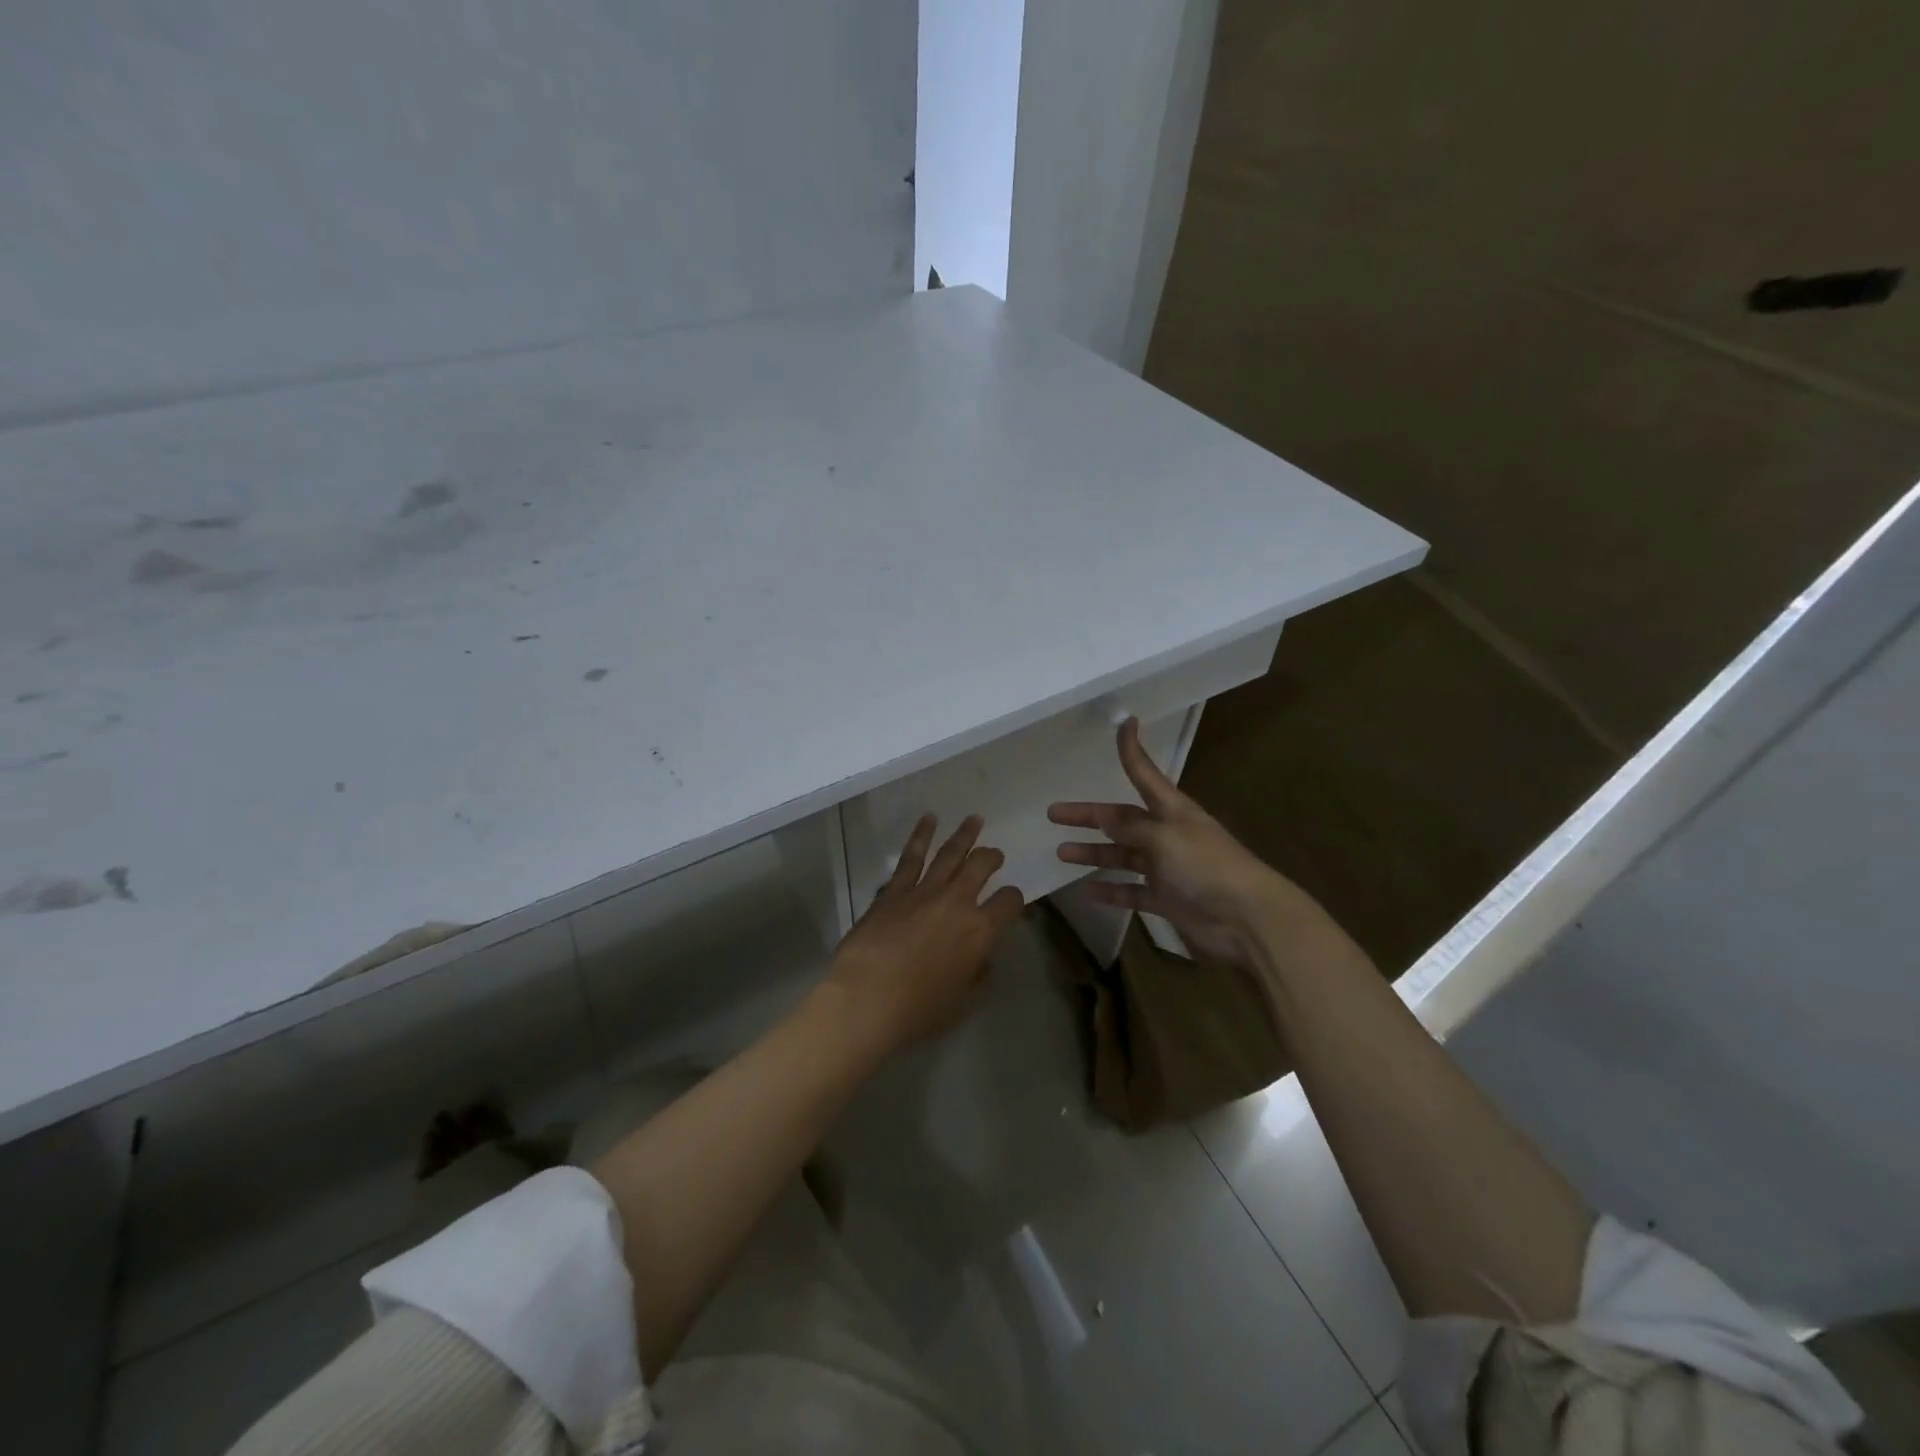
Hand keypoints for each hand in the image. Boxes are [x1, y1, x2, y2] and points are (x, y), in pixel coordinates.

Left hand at [825, 814, 1024, 1055]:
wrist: (867, 998)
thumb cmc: (919, 1009)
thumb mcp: (963, 1000)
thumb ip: (978, 973)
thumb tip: (981, 957)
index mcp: (980, 930)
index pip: (1009, 902)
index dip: (1014, 899)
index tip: (1011, 901)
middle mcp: (957, 902)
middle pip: (981, 866)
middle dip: (991, 857)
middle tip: (994, 855)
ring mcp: (924, 891)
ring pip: (950, 853)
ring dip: (965, 835)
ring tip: (974, 819)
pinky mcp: (895, 890)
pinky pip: (912, 856)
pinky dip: (921, 834)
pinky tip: (929, 819)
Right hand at [1049, 718, 1301, 967]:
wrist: (1247, 918)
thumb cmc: (1206, 866)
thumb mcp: (1165, 838)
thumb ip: (1132, 828)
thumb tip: (1105, 818)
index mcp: (1171, 810)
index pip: (1144, 774)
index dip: (1131, 751)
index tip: (1124, 723)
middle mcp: (1166, 834)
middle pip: (1122, 820)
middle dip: (1089, 816)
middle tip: (1054, 813)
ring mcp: (1166, 869)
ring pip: (1122, 856)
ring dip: (1093, 853)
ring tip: (1062, 852)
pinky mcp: (1167, 900)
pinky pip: (1132, 892)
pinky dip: (1112, 891)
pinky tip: (1089, 891)